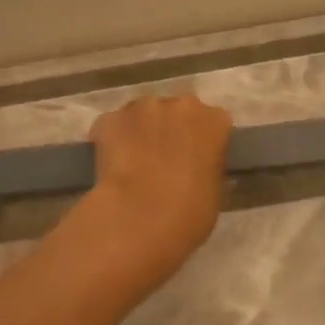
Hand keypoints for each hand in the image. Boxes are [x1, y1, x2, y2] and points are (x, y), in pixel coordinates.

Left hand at [85, 93, 233, 280]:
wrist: (141, 218)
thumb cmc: (191, 212)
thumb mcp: (215, 188)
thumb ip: (207, 165)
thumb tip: (194, 166)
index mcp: (215, 121)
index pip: (213, 122)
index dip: (202, 141)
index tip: (195, 159)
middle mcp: (182, 105)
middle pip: (178, 111)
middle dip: (171, 129)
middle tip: (164, 159)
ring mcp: (143, 108)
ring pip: (143, 114)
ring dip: (142, 131)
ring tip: (135, 162)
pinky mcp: (110, 118)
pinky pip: (114, 126)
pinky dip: (112, 140)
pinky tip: (110, 165)